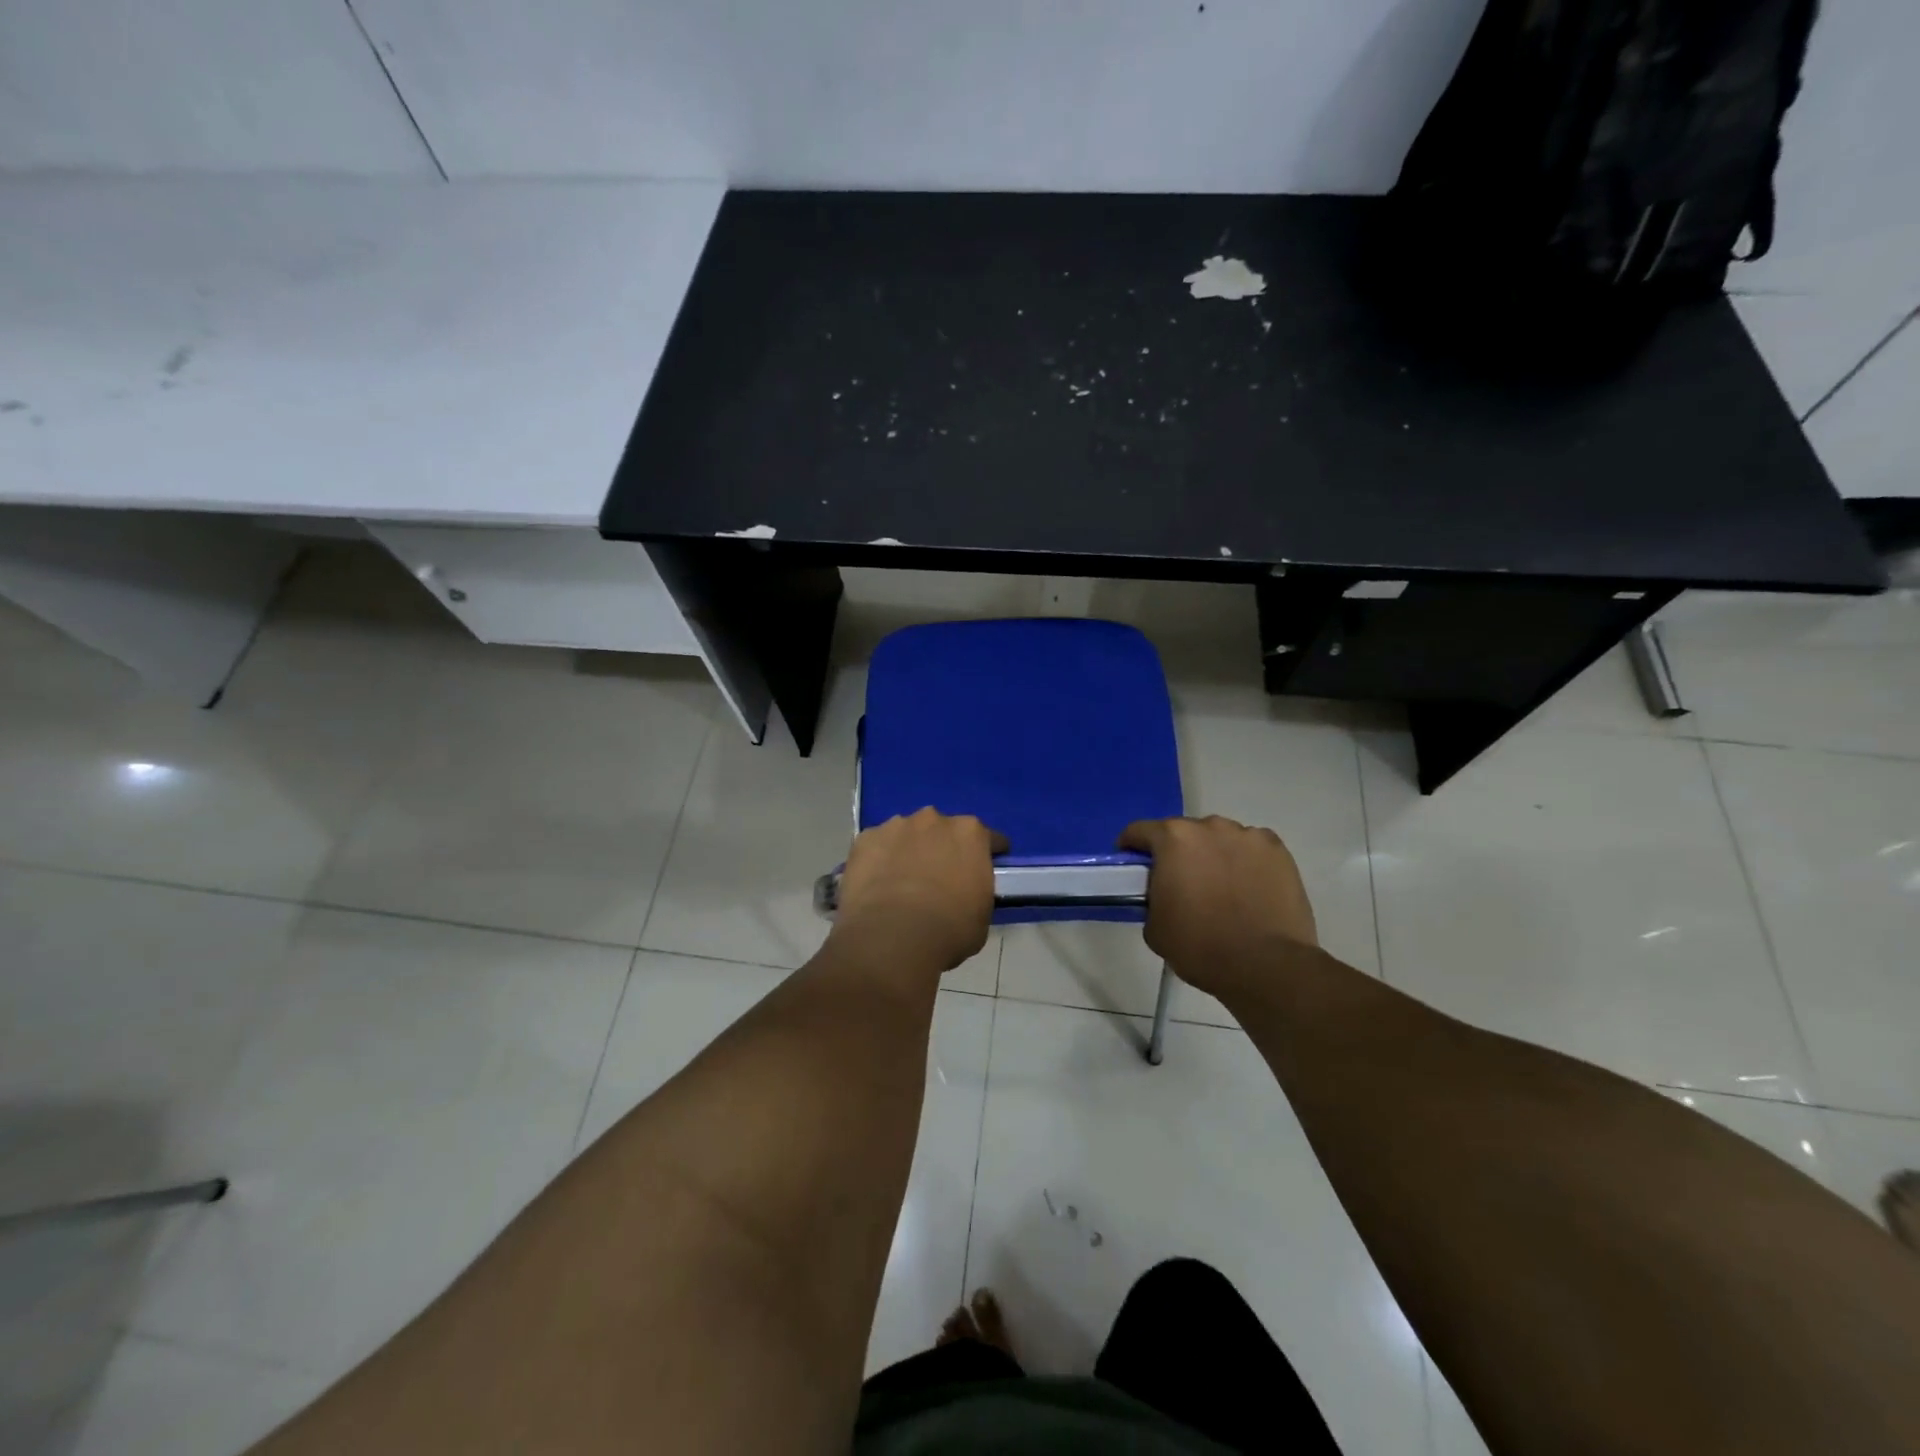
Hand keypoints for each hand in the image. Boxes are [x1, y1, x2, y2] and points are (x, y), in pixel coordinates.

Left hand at [834, 808, 1005, 972]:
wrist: (891, 937)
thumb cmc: (948, 930)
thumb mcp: (981, 915)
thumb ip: (976, 891)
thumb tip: (965, 893)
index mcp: (970, 834)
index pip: (989, 838)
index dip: (989, 853)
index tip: (987, 866)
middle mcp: (934, 819)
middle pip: (943, 830)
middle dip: (943, 847)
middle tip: (939, 877)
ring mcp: (896, 826)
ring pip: (907, 834)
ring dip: (909, 850)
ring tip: (902, 881)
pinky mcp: (865, 839)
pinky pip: (877, 846)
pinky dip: (879, 859)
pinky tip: (876, 884)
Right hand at [1118, 815, 1317, 999]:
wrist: (1265, 966)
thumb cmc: (1200, 946)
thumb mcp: (1154, 926)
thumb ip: (1152, 897)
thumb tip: (1162, 893)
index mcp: (1173, 839)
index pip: (1139, 831)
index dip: (1131, 848)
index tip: (1133, 867)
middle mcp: (1210, 826)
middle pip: (1184, 833)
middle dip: (1178, 852)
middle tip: (1180, 883)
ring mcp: (1248, 836)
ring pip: (1220, 839)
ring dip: (1213, 855)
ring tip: (1220, 888)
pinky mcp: (1278, 851)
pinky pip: (1251, 849)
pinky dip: (1245, 862)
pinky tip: (1249, 889)